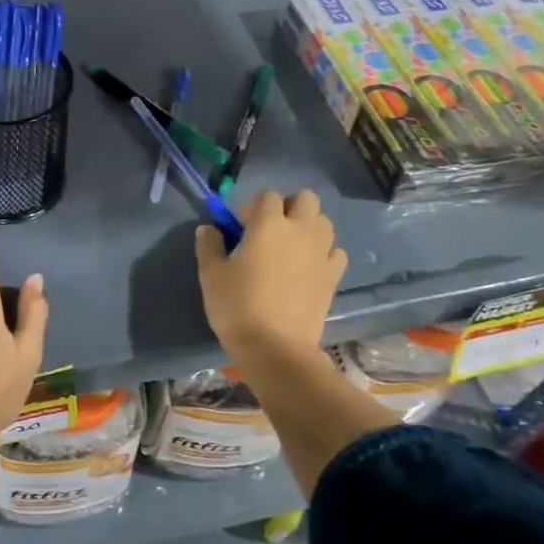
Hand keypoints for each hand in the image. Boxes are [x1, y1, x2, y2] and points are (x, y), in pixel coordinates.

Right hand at [196, 189, 347, 369]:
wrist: (275, 347)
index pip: (267, 195)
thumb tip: (209, 228)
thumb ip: (209, 245)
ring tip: (289, 249)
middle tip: (269, 231)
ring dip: (307, 226)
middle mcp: (300, 230)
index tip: (240, 228)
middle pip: (305, 198)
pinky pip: (335, 251)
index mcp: (269, 223)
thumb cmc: (237, 306)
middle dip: (288, 207)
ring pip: (323, 222)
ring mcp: (321, 252)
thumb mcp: (211, 275)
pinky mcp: (333, 275)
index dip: (252, 207)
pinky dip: (323, 253)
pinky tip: (308, 268)